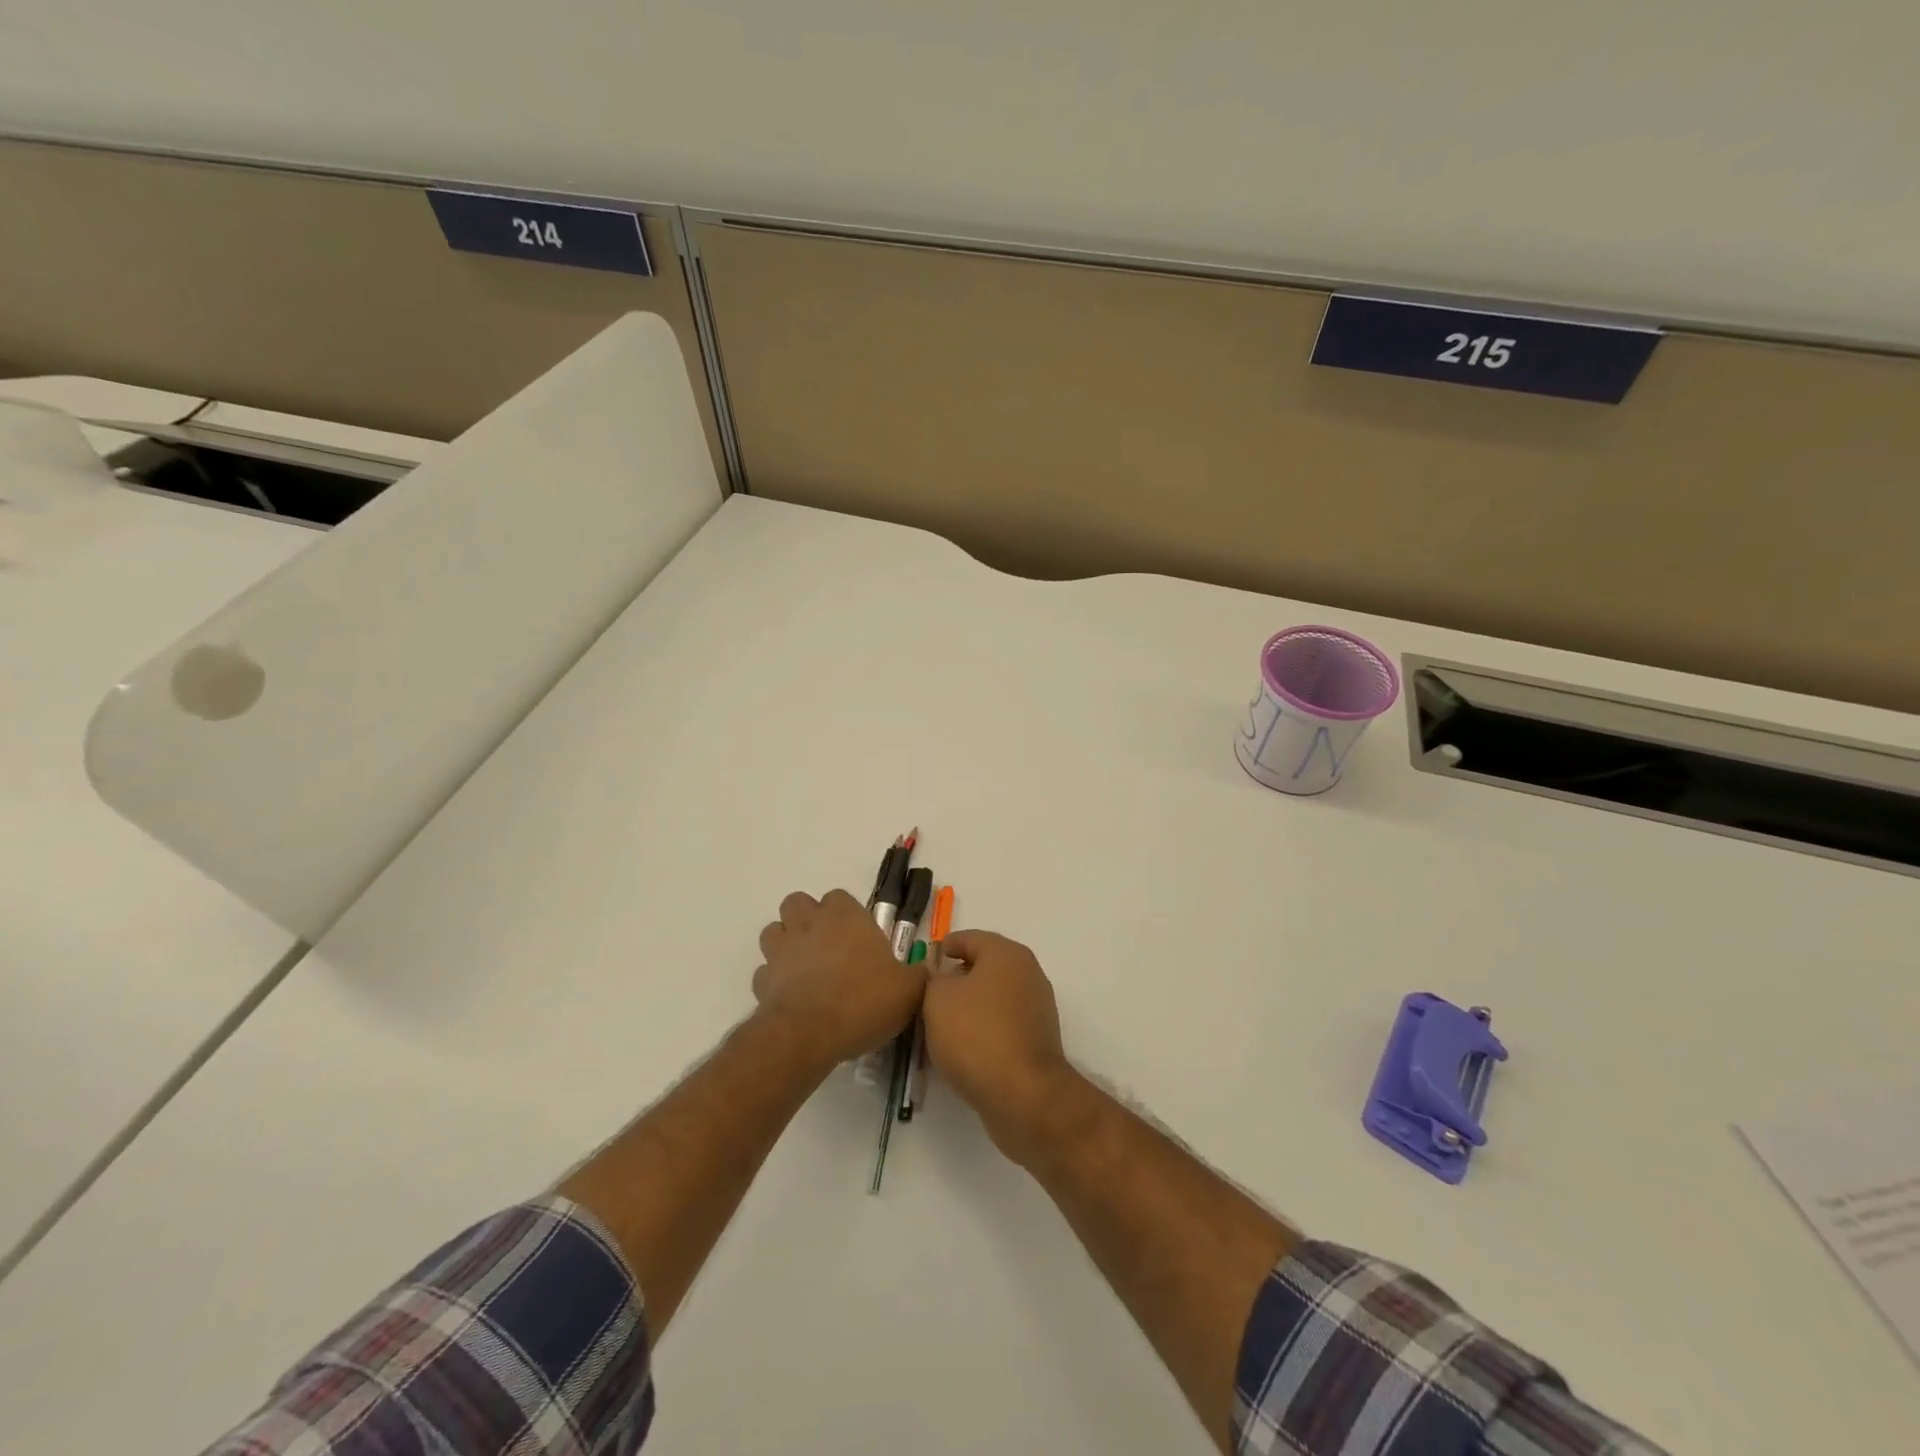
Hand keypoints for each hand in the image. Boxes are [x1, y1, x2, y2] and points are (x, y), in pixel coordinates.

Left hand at [752, 890, 924, 1068]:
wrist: (809, 1034)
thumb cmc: (863, 1000)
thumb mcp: (909, 990)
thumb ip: (918, 976)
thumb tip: (925, 972)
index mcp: (845, 916)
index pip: (839, 897)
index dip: (846, 914)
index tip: (859, 938)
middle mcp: (809, 924)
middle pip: (797, 903)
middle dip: (807, 918)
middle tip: (828, 946)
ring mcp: (781, 951)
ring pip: (773, 931)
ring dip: (785, 943)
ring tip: (805, 967)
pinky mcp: (762, 982)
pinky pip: (764, 972)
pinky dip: (774, 980)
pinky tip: (792, 997)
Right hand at [923, 930, 1076, 1161]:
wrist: (1023, 1094)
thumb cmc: (976, 1034)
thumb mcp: (937, 999)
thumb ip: (933, 979)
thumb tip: (943, 979)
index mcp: (1006, 954)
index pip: (971, 938)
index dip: (948, 945)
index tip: (930, 957)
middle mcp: (1028, 974)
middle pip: (986, 967)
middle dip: (958, 977)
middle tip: (930, 992)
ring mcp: (1037, 1008)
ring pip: (995, 997)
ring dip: (970, 1005)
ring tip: (941, 1023)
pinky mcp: (1038, 1040)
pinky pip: (1003, 1023)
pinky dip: (984, 1028)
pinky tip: (963, 1046)